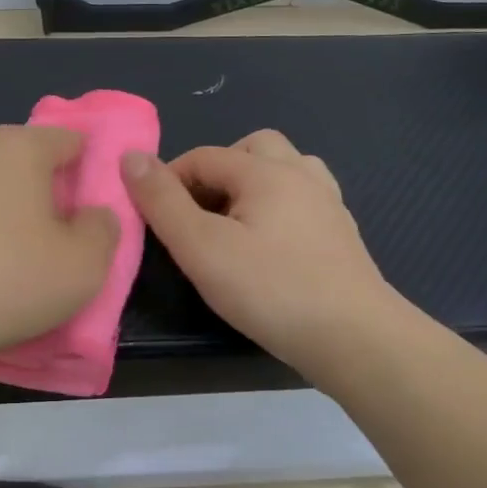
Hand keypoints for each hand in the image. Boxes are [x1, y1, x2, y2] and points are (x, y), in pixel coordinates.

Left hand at [0, 126, 118, 366]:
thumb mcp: (83, 266)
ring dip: (10, 220)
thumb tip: (93, 214)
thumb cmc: (2, 278)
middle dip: (50, 198)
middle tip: (62, 246)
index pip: (72, 140)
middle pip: (29, 164)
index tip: (97, 213)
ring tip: (16, 268)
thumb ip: (104, 231)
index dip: (93, 171)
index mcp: (21, 147)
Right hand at [121, 129, 411, 373]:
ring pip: (285, 168)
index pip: (203, 156)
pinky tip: (271, 243)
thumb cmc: (271, 289)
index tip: (155, 218)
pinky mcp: (342, 234)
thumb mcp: (201, 247)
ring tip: (235, 222)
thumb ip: (162, 201)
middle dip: (217, 171)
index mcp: (265, 171)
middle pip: (251, 148)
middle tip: (198, 214)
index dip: (169, 180)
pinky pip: (305, 198)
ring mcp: (328, 203)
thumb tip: (130, 157)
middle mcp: (301, 174)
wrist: (356, 339)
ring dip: (254, 183)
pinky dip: (280, 206)